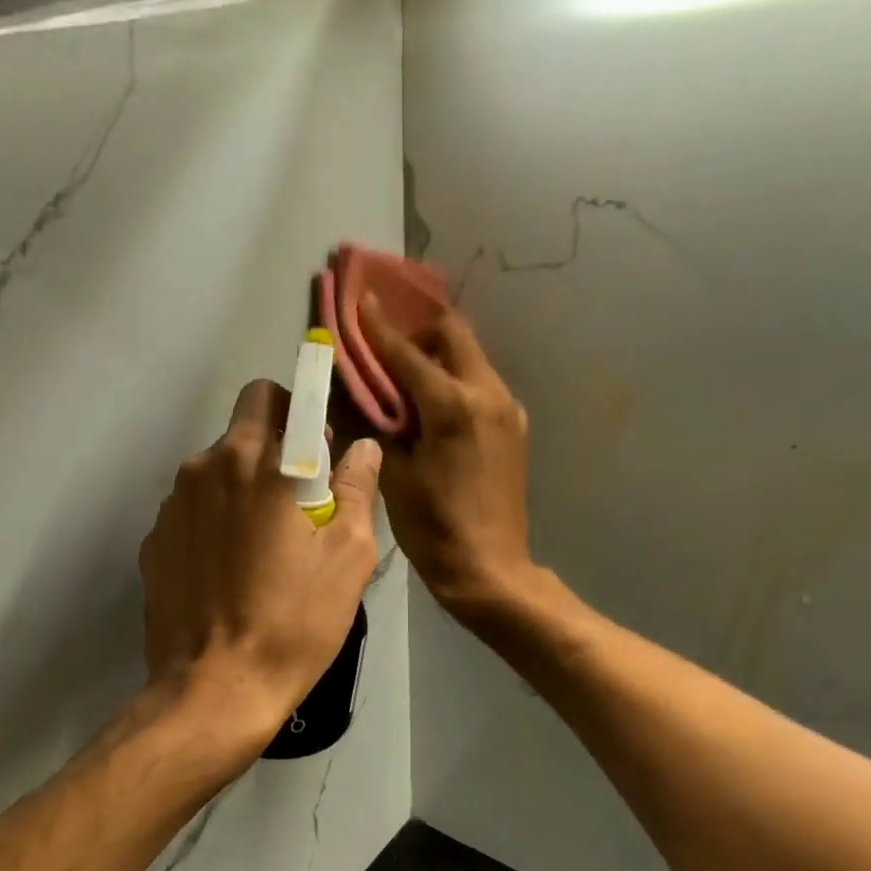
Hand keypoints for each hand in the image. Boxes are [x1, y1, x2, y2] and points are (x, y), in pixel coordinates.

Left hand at [139, 379, 382, 741]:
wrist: (216, 689)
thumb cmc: (294, 622)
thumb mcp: (348, 557)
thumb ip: (357, 489)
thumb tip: (361, 448)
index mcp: (258, 463)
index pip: (274, 395)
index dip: (302, 411)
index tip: (319, 449)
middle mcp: (205, 468)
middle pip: (241, 427)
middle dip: (273, 444)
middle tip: (297, 499)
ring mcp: (171, 506)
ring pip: (213, 470)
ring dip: (241, 486)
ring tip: (261, 545)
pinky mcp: (153, 542)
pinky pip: (191, 511)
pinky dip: (212, 522)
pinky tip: (227, 571)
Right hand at [361, 296, 533, 617]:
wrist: (490, 569)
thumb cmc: (433, 528)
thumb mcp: (394, 476)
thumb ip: (377, 423)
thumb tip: (357, 390)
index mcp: (454, 405)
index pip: (408, 352)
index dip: (378, 327)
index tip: (359, 301)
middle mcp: (488, 394)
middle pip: (453, 336)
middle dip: (417, 331)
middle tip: (385, 347)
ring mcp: (508, 410)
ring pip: (469, 360)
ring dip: (436, 357)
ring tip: (403, 379)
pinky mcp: (513, 428)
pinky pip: (479, 386)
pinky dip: (452, 382)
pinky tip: (430, 408)